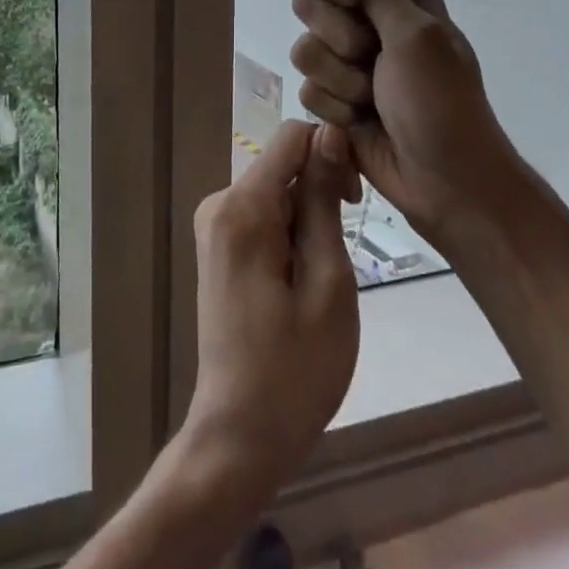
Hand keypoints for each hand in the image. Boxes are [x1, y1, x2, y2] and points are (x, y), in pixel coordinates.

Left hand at [184, 119, 359, 495]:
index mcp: (242, 208)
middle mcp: (218, 203)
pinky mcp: (218, 245)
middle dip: (321, 188)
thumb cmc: (296, 369)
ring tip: (325, 272)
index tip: (354, 202)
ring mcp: (214, 225)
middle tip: (344, 248)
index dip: (332, 153)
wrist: (240, 435)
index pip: (292, 137)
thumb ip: (323, 200)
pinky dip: (290, 230)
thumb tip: (328, 132)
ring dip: (309, 214)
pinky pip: (263, 213)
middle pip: (283, 163)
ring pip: (276, 189)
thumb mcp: (328, 281)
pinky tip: (302, 274)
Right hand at [290, 0, 524, 252]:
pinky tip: (361, 123)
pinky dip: (335, 108)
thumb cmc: (440, 100)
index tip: (348, 1)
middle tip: (369, 55)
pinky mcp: (335, 99)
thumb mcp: (409, 31)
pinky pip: (306, 89)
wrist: (448, 183)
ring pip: (304, 49)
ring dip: (339, 79)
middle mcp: (368, 21)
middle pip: (309, 3)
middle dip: (335, 36)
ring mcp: (349, 62)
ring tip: (371, 98)